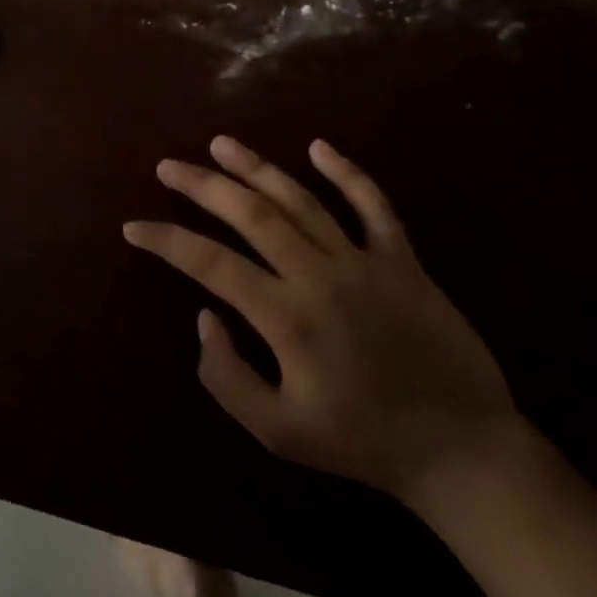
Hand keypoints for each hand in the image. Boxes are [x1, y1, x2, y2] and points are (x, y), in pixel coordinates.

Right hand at [124, 136, 521, 507]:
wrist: (462, 452)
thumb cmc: (361, 442)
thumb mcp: (277, 432)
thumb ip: (227, 376)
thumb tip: (204, 317)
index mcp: (286, 316)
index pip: (209, 263)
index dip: (166, 240)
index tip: (134, 227)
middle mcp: (319, 275)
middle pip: (250, 214)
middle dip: (202, 185)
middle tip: (168, 166)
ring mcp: (365, 262)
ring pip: (301, 199)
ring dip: (256, 167)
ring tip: (221, 144)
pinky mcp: (403, 261)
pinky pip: (374, 205)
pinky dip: (347, 173)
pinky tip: (318, 147)